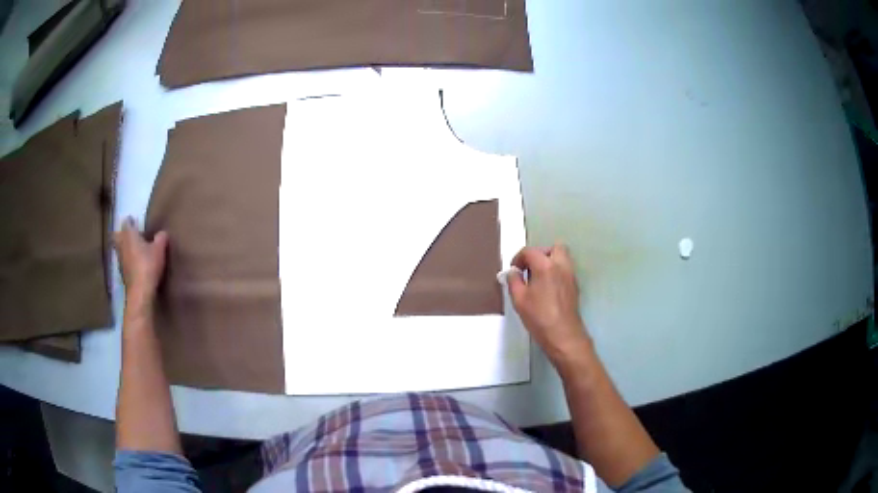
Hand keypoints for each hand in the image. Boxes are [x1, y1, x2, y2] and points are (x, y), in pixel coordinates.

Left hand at [114, 217, 168, 309]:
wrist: (140, 291)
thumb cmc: (148, 265)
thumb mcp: (159, 249)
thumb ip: (161, 238)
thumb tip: (162, 233)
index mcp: (129, 235)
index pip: (127, 222)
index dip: (131, 221)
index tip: (135, 222)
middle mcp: (122, 245)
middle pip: (117, 235)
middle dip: (121, 234)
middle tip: (130, 235)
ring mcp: (120, 260)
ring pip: (119, 249)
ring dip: (124, 248)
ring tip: (133, 250)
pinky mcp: (122, 273)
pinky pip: (123, 261)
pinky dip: (127, 260)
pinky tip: (134, 264)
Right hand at [507, 243, 590, 365]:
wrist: (563, 335)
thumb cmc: (539, 317)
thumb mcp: (519, 299)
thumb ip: (514, 281)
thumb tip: (513, 272)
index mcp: (545, 265)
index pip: (530, 251)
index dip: (518, 258)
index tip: (513, 271)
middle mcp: (561, 265)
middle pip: (553, 247)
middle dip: (540, 253)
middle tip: (530, 268)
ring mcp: (570, 275)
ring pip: (562, 257)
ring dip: (550, 261)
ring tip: (538, 277)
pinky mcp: (574, 285)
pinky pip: (565, 269)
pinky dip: (556, 272)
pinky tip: (547, 287)